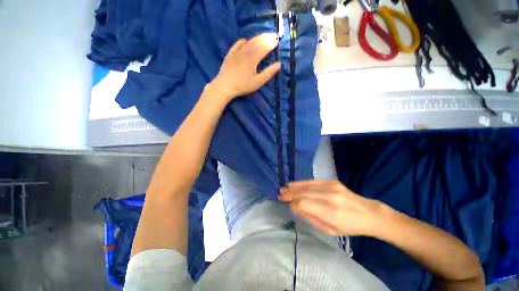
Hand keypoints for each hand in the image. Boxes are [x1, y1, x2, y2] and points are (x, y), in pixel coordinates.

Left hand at [210, 33, 280, 100]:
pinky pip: (237, 44)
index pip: (264, 47)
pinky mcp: (230, 54)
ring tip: (263, 36)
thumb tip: (279, 64)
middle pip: (257, 42)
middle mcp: (246, 51)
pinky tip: (245, 41)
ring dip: (257, 38)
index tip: (277, 40)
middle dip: (266, 38)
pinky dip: (243, 41)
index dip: (271, 43)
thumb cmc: (243, 85)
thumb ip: (268, 73)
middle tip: (273, 35)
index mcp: (254, 58)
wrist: (225, 86)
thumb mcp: (258, 82)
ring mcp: (237, 52)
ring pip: (249, 41)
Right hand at [279, 180, 386, 235]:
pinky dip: (302, 182)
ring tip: (284, 188)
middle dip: (290, 194)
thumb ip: (311, 218)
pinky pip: (313, 181)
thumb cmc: (350, 227)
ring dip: (293, 187)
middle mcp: (329, 197)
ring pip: (306, 186)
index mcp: (330, 213)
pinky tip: (294, 184)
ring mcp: (331, 187)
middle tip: (280, 195)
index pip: (304, 204)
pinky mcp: (332, 181)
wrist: (368, 213)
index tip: (286, 204)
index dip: (293, 204)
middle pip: (303, 193)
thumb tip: (295, 207)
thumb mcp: (330, 230)